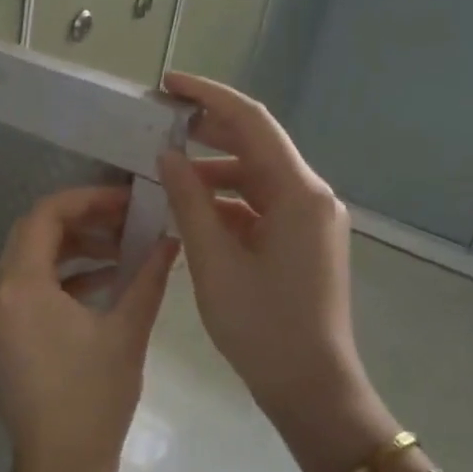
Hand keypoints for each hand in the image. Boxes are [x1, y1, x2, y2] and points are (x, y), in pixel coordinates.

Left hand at [0, 186, 176, 471]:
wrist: (59, 468)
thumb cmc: (95, 400)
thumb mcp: (126, 332)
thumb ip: (147, 276)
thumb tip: (170, 240)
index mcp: (18, 288)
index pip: (45, 217)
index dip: (87, 200)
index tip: (126, 201)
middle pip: (31, 236)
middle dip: (81, 224)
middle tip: (127, 223)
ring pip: (25, 264)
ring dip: (70, 253)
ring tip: (120, 252)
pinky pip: (21, 293)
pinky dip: (55, 282)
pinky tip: (99, 285)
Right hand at [156, 73, 397, 471]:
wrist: (311, 386)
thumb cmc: (262, 327)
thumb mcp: (215, 262)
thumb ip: (189, 202)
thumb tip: (167, 157)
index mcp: (298, 193)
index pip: (252, 123)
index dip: (209, 98)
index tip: (168, 85)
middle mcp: (312, 197)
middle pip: (257, 145)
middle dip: (209, 129)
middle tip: (160, 121)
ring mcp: (310, 221)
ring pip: (257, 178)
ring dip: (214, 170)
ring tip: (166, 170)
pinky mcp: (303, 242)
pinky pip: (262, 207)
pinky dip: (227, 202)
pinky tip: (192, 210)